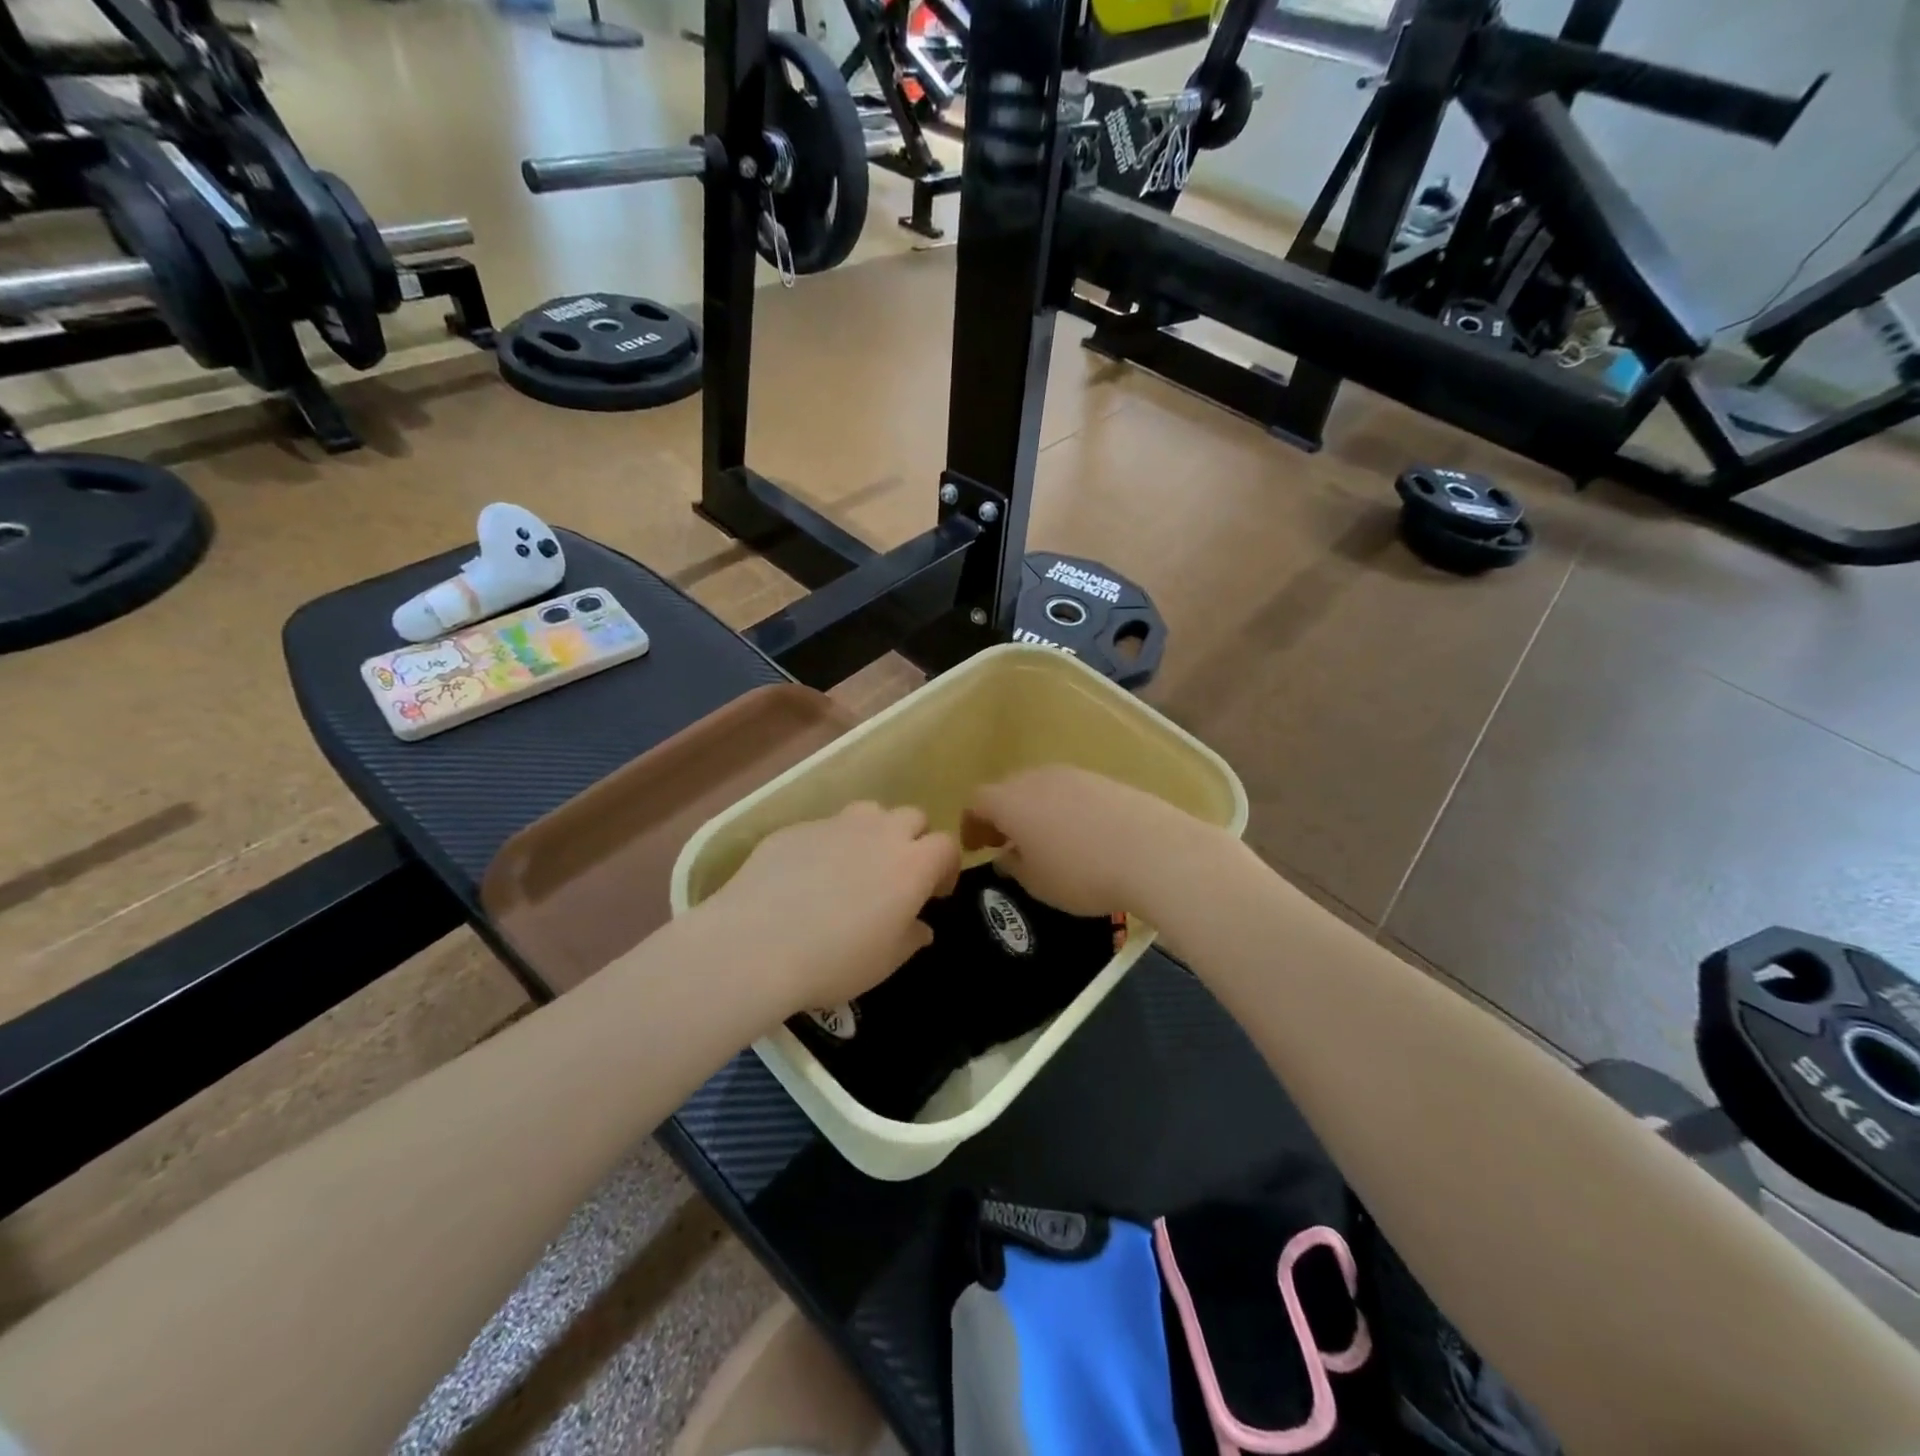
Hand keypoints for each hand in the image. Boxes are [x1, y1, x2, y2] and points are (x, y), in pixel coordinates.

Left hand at [702, 802, 960, 1019]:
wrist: (756, 943)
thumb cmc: (835, 960)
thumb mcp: (885, 962)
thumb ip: (911, 938)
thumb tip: (920, 926)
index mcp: (912, 864)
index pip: (946, 846)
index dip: (945, 868)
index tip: (934, 894)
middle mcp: (880, 832)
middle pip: (912, 817)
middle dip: (913, 840)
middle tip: (896, 876)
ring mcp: (835, 824)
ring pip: (869, 812)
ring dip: (873, 833)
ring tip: (854, 867)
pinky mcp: (796, 828)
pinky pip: (824, 829)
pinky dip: (827, 846)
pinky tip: (805, 878)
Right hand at [963, 766, 1212, 919]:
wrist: (1153, 851)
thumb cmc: (1082, 873)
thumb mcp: (1037, 883)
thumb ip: (1014, 866)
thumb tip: (1007, 855)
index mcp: (1011, 801)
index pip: (977, 802)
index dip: (971, 824)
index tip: (976, 847)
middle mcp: (1037, 778)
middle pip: (1008, 789)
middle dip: (1002, 815)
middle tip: (1006, 843)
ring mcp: (1074, 775)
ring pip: (1041, 788)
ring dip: (1034, 811)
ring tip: (1045, 841)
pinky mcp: (1104, 780)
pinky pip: (1071, 791)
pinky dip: (1063, 809)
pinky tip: (1080, 836)